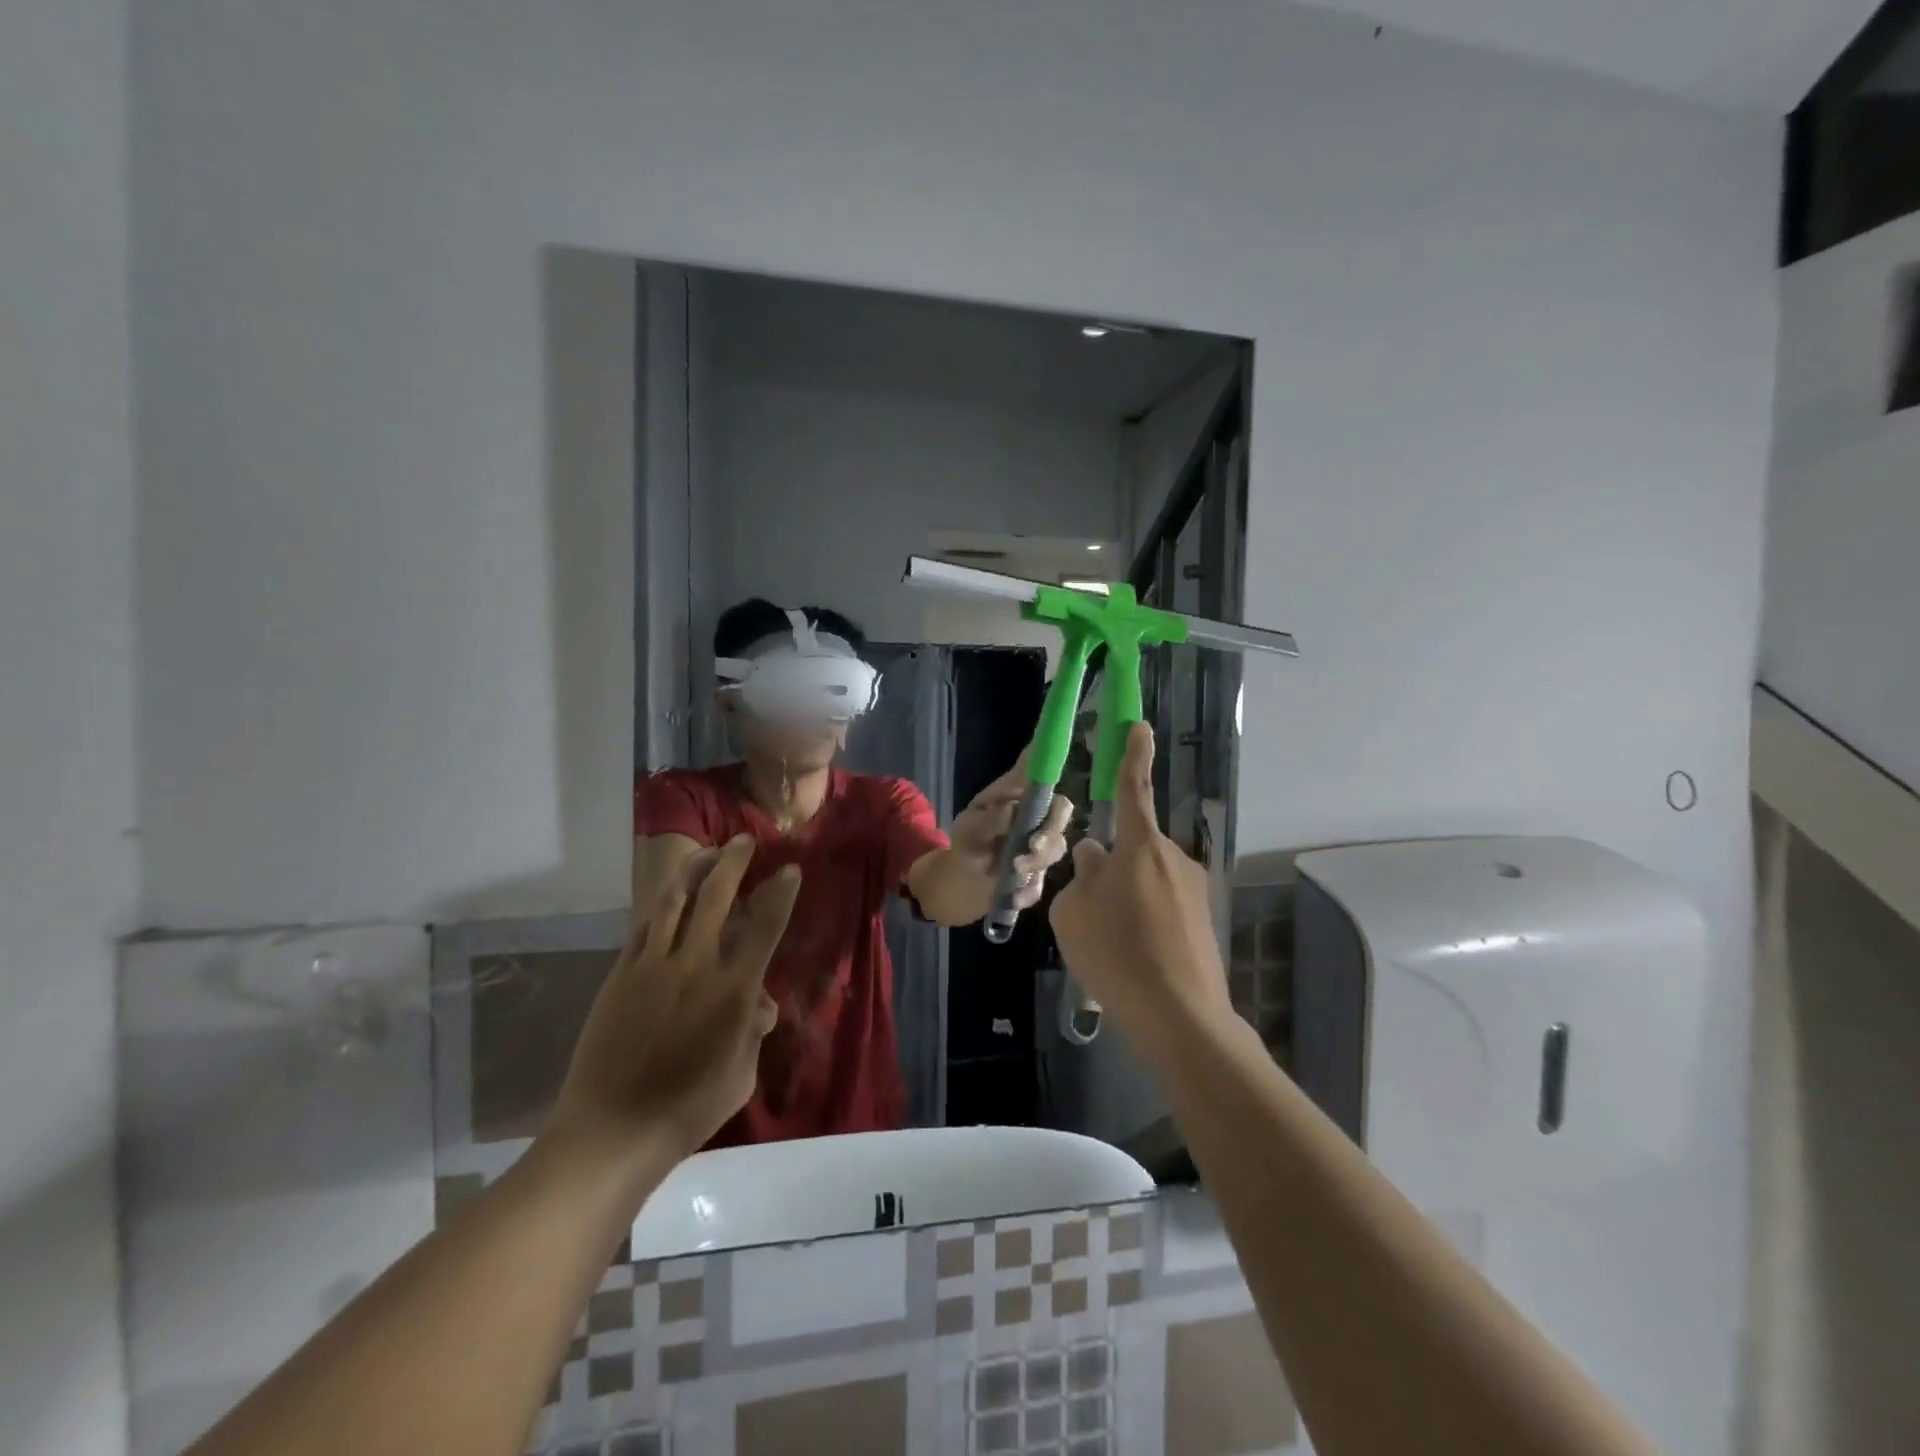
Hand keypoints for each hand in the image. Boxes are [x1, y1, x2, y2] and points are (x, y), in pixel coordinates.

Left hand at [550, 835, 800, 1160]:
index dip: (780, 892)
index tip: (790, 869)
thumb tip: (758, 1004)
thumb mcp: (741, 1075)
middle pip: (717, 896)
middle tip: (744, 841)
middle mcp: (696, 965)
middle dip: (734, 861)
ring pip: (675, 900)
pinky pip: (644, 926)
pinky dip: (662, 904)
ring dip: (695, 869)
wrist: (611, 1131)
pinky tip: (670, 896)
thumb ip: (753, 1032)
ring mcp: (653, 966)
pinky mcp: (621, 974)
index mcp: (733, 990)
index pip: (765, 926)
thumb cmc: (688, 1110)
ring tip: (707, 852)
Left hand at [950, 750, 1072, 909]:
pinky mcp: (1038, 874)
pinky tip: (1015, 897)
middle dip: (1052, 829)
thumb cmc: (967, 841)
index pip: (1042, 777)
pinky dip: (1029, 890)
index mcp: (1019, 797)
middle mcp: (1036, 817)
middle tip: (1034, 844)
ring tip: (1015, 869)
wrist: (961, 880)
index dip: (1052, 767)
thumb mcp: (969, 828)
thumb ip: (990, 819)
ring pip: (1057, 848)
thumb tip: (1012, 807)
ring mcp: (1041, 846)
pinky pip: (1043, 881)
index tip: (1055, 770)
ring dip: (1039, 860)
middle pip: (1061, 812)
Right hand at [1048, 724, 1232, 1037]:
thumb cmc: (1117, 954)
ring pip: (1145, 881)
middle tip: (1089, 913)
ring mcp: (1193, 891)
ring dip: (1125, 900)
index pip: (1134, 788)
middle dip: (1109, 868)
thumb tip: (1095, 860)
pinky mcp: (1203, 921)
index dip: (1134, 755)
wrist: (1181, 1018)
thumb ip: (1081, 877)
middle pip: (1132, 848)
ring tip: (1109, 947)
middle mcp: (1173, 859)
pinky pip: (1161, 908)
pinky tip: (1133, 961)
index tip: (1140, 725)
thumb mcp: (1074, 913)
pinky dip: (1143, 923)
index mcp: (1140, 846)